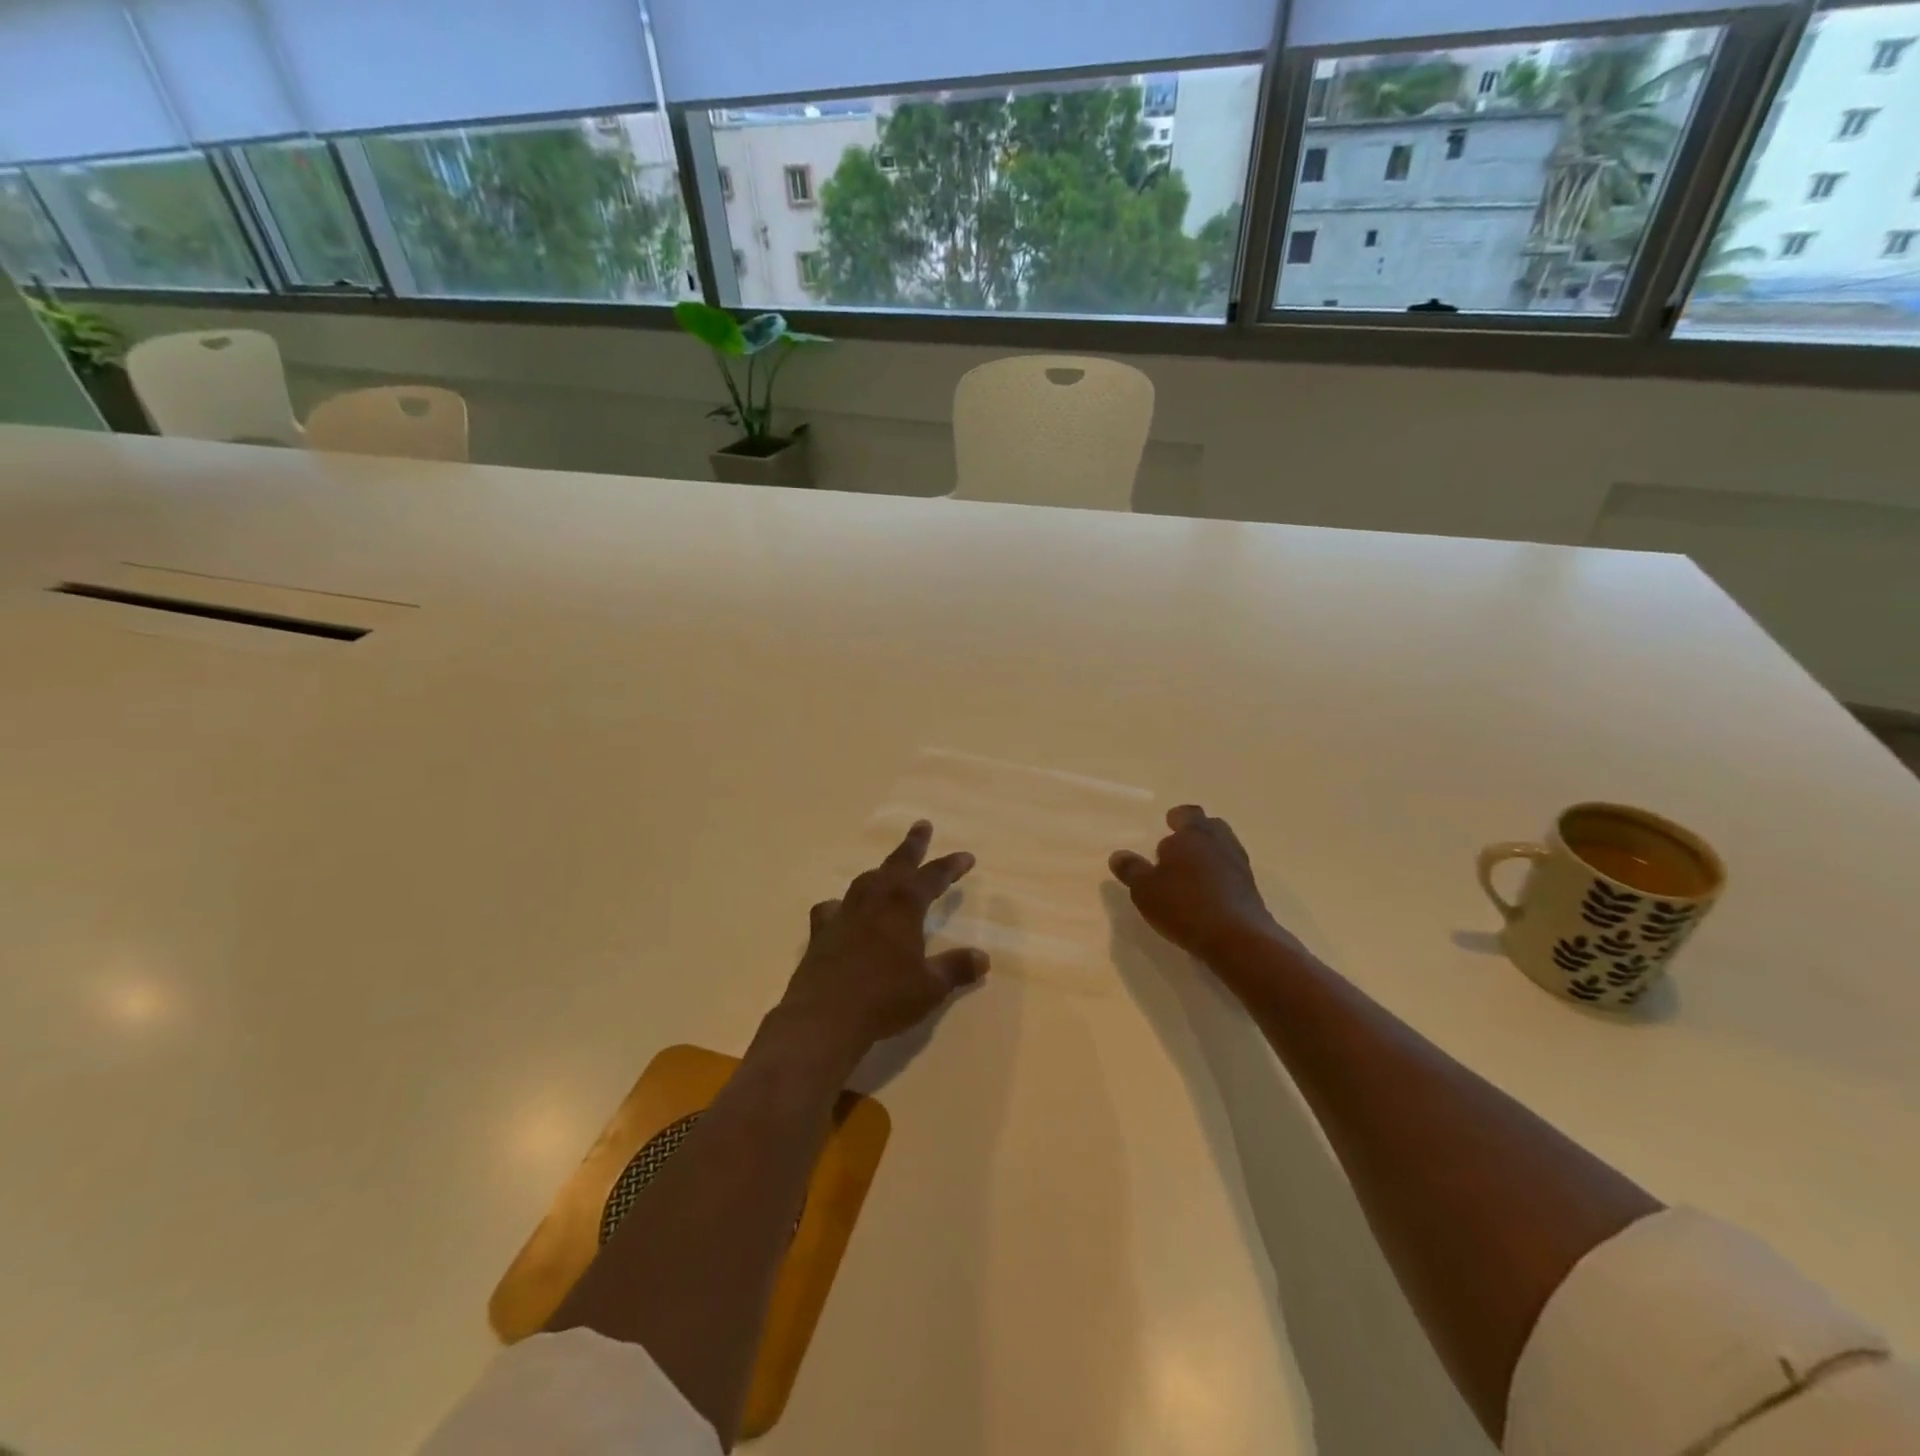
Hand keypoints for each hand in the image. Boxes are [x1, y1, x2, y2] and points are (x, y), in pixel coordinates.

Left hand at [779, 820, 987, 1063]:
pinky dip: (842, 904)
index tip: (967, 857)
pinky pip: (833, 908)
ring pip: (866, 881)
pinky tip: (841, 909)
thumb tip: (983, 958)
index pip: (932, 878)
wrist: (824, 1017)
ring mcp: (844, 914)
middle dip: (913, 845)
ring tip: (888, 869)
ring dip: (881, 871)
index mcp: (904, 907)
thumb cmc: (885, 998)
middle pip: (897, 865)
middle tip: (922, 825)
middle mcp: (874, 901)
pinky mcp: (821, 933)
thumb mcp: (930, 987)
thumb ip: (955, 969)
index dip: (950, 866)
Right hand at [1110, 805, 1298, 965]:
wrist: (1237, 938)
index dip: (1177, 818)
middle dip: (1195, 834)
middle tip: (1178, 848)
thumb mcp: (1145, 889)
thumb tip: (1118, 855)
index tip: (1169, 824)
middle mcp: (1219, 843)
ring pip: (1223, 849)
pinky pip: (1231, 873)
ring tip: (1190, 873)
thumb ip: (1131, 870)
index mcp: (1193, 834)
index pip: (1187, 814)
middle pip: (1210, 827)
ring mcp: (1239, 866)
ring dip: (1208, 856)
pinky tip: (1206, 894)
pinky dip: (1220, 877)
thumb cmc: (1184, 905)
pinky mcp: (1250, 890)